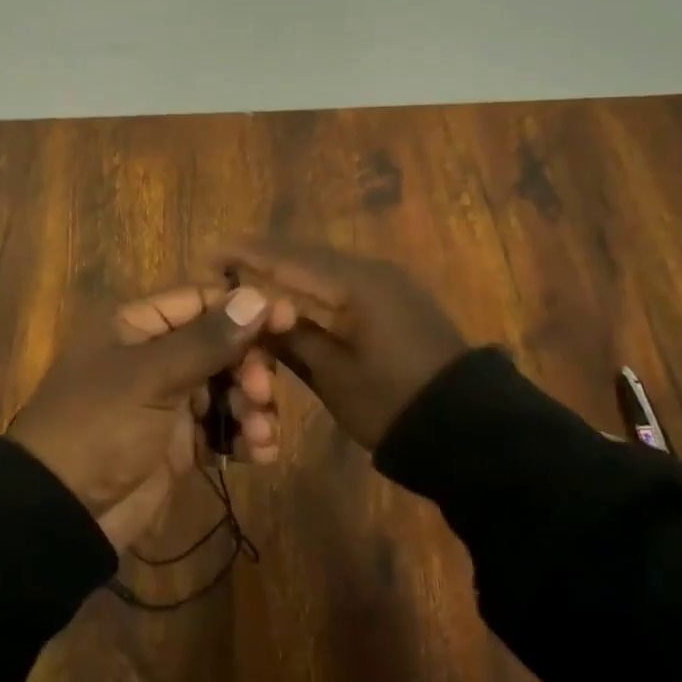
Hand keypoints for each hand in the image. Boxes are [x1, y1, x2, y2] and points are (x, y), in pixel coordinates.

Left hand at [7, 284, 276, 549]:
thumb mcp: (150, 378)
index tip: (290, 320)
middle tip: (260, 392)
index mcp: (138, 326)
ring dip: (253, 408)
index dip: (245, 308)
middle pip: (221, 346)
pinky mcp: (179, 444)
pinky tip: (260, 454)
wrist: (61, 512)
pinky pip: (222, 430)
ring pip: (227, 389)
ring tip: (260, 435)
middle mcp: (156, 356)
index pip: (202, 301)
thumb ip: (207, 340)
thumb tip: (258, 296)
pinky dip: (244, 438)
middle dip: (250, 368)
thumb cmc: (99, 426)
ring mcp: (168, 402)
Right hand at [220, 237, 467, 450]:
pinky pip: (343, 279)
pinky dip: (313, 281)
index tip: (209, 253)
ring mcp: (389, 283)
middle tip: (224, 261)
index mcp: (354, 284)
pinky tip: (294, 291)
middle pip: (306, 254)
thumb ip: (289, 338)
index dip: (246, 255)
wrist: (472, 429)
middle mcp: (372, 270)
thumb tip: (252, 317)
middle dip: (264, 255)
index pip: (287, 259)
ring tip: (249, 271)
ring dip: (288, 267)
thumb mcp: (332, 375)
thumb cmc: (392, 403)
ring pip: (325, 265)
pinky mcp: (398, 300)